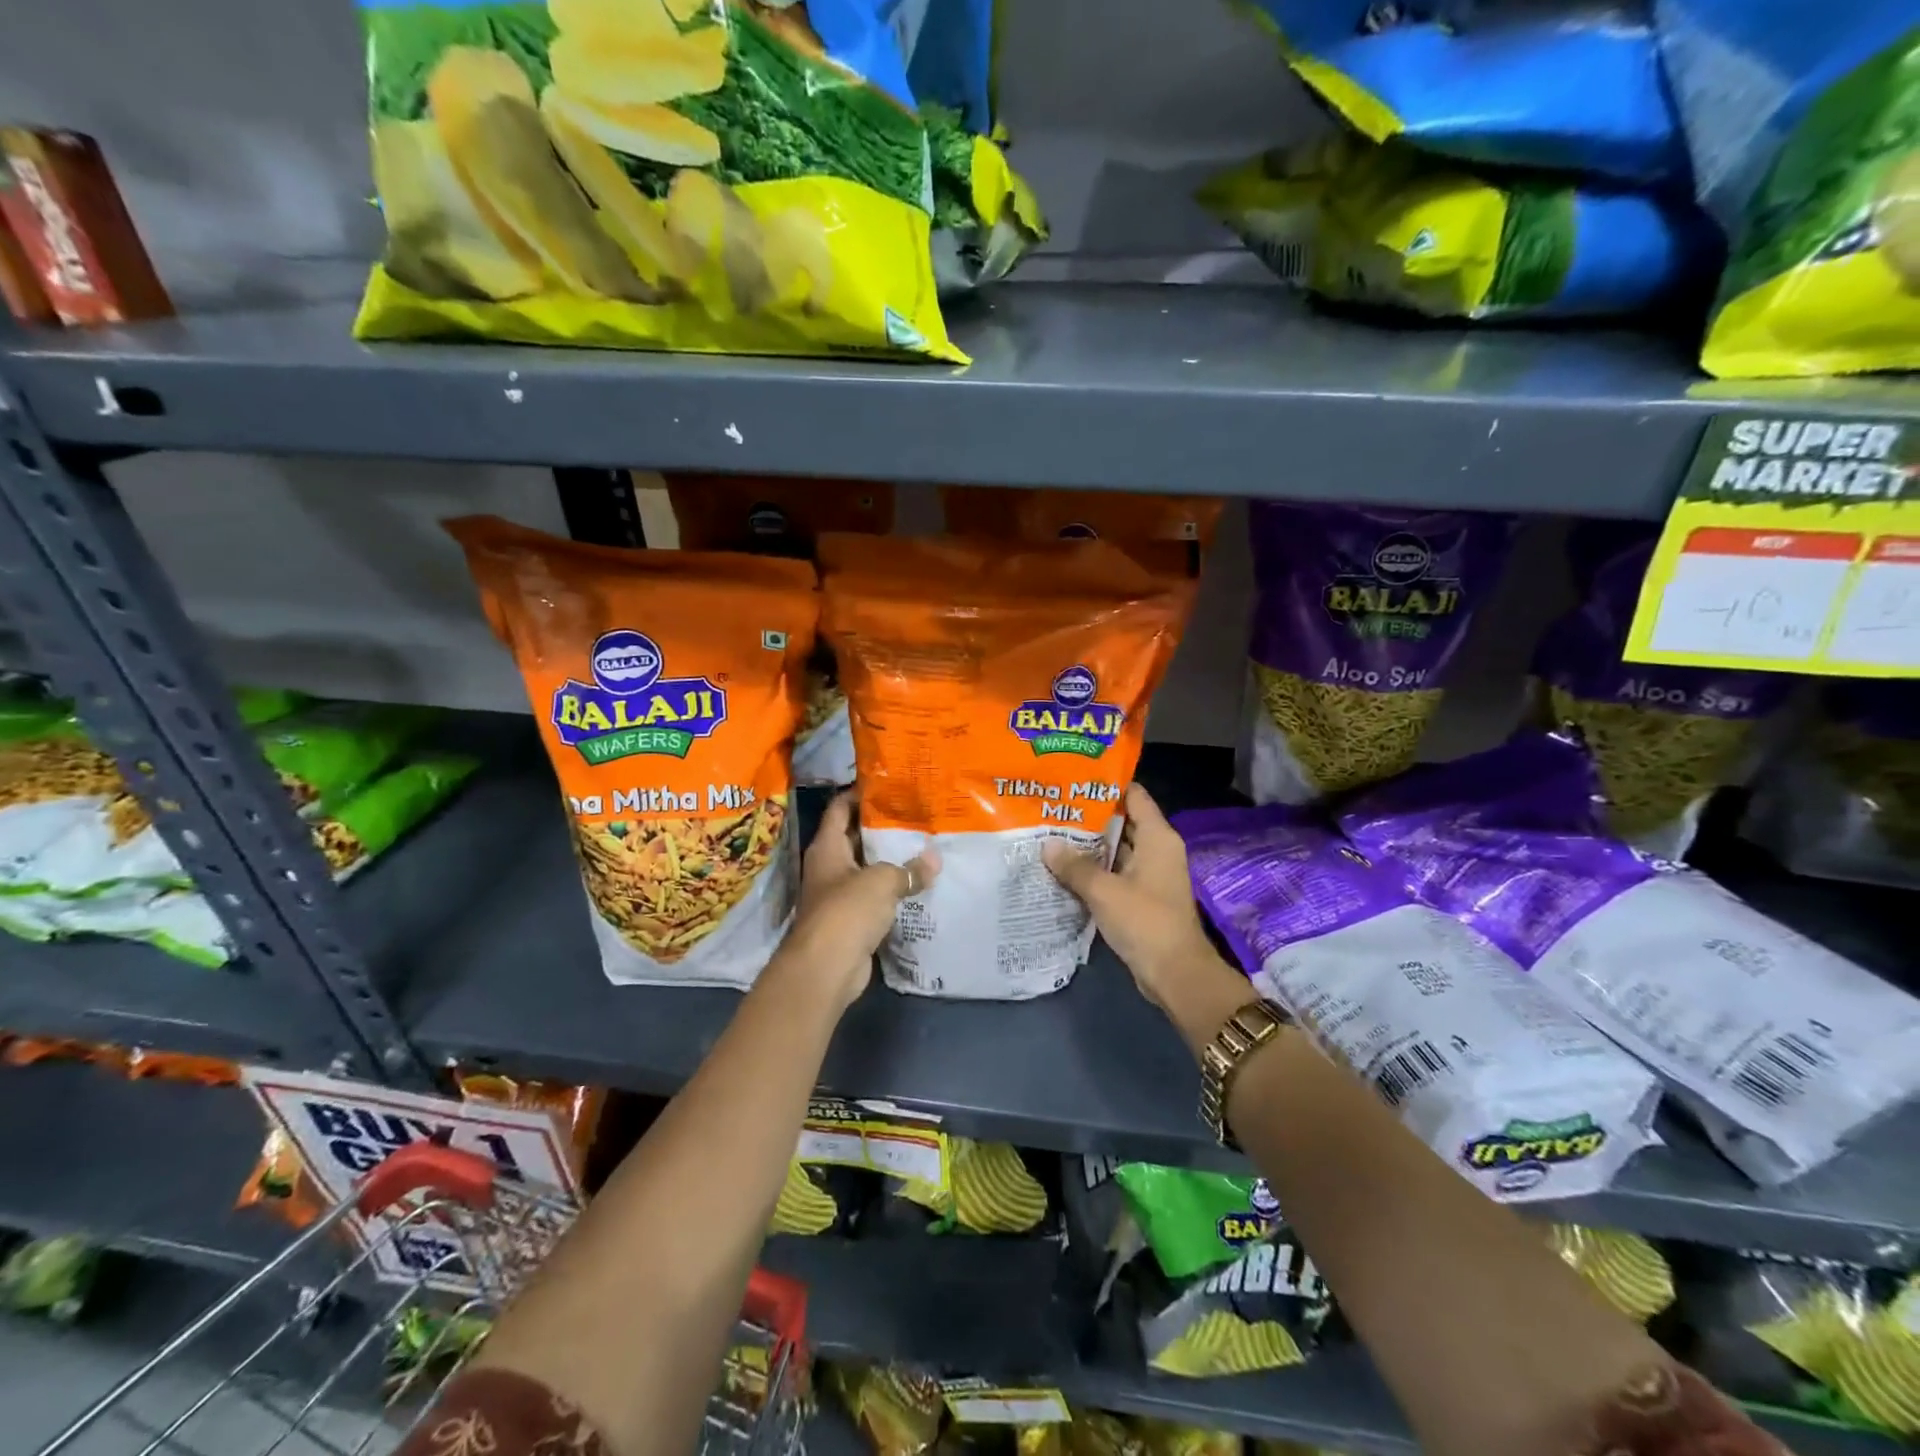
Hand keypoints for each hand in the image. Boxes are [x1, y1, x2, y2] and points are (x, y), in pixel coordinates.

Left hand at [780, 790, 938, 1010]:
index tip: (887, 784)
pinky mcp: (850, 919)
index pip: (839, 808)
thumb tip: (935, 861)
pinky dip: (892, 890)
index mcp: (827, 847)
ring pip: (867, 868)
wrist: (827, 967)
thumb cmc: (847, 910)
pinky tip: (918, 883)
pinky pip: (874, 896)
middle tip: (914, 813)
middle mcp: (829, 866)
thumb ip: (909, 869)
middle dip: (881, 826)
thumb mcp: (882, 881)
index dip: (859, 794)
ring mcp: (838, 894)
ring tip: (923, 844)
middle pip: (854, 837)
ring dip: (889, 860)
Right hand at [1042, 783, 1225, 1011]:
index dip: (1106, 785)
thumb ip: (1075, 865)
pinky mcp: (1142, 897)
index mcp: (1157, 837)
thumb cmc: (1145, 921)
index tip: (1073, 780)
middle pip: (1122, 821)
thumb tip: (1047, 844)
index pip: (1134, 796)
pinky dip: (1094, 869)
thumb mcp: (1104, 890)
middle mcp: (1156, 849)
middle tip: (1052, 807)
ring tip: (1050, 833)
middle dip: (1089, 816)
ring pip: (1116, 849)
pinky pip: (1115, 873)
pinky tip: (1063, 868)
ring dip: (1088, 845)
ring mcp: (1150, 874)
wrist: (1175, 973)